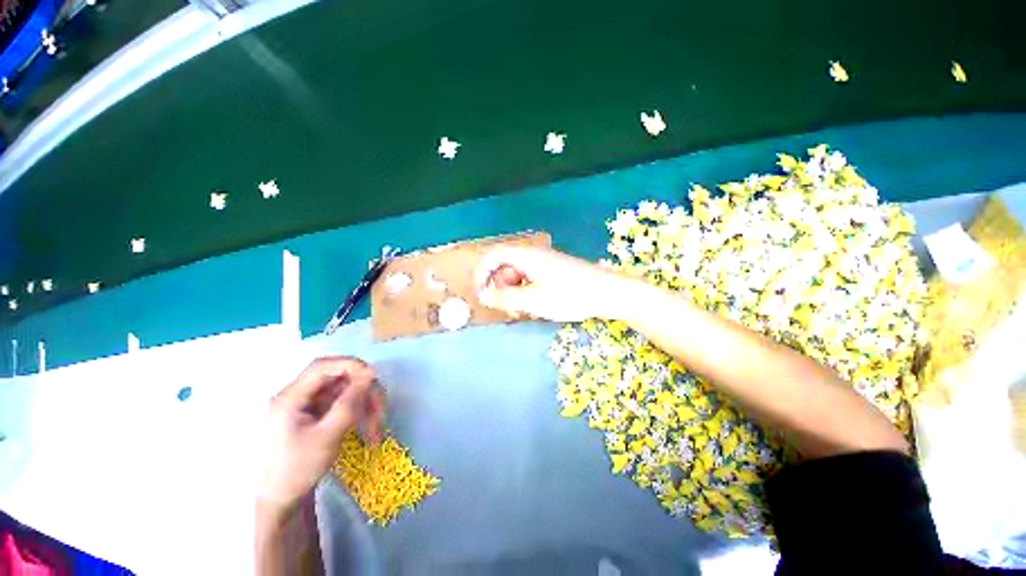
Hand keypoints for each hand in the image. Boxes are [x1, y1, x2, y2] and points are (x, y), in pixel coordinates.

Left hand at [259, 357, 384, 514]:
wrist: (281, 501)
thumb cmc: (297, 470)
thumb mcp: (327, 437)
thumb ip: (349, 403)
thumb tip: (369, 375)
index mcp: (290, 398)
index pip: (323, 366)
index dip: (351, 365)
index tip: (373, 376)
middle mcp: (298, 395)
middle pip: (339, 379)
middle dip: (364, 392)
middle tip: (380, 411)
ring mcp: (307, 405)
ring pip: (345, 391)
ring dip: (364, 405)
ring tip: (375, 429)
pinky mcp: (316, 414)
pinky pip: (343, 403)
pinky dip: (358, 413)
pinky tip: (367, 430)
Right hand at [476, 246, 632, 321]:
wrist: (607, 293)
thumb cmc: (569, 295)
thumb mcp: (533, 299)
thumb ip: (504, 297)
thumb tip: (482, 295)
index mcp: (525, 255)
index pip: (493, 256)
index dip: (482, 273)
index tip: (481, 294)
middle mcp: (533, 255)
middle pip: (504, 266)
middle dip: (500, 287)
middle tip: (507, 309)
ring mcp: (544, 263)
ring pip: (517, 275)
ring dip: (514, 292)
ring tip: (522, 311)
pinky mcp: (553, 272)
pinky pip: (530, 279)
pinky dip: (526, 292)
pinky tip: (535, 306)